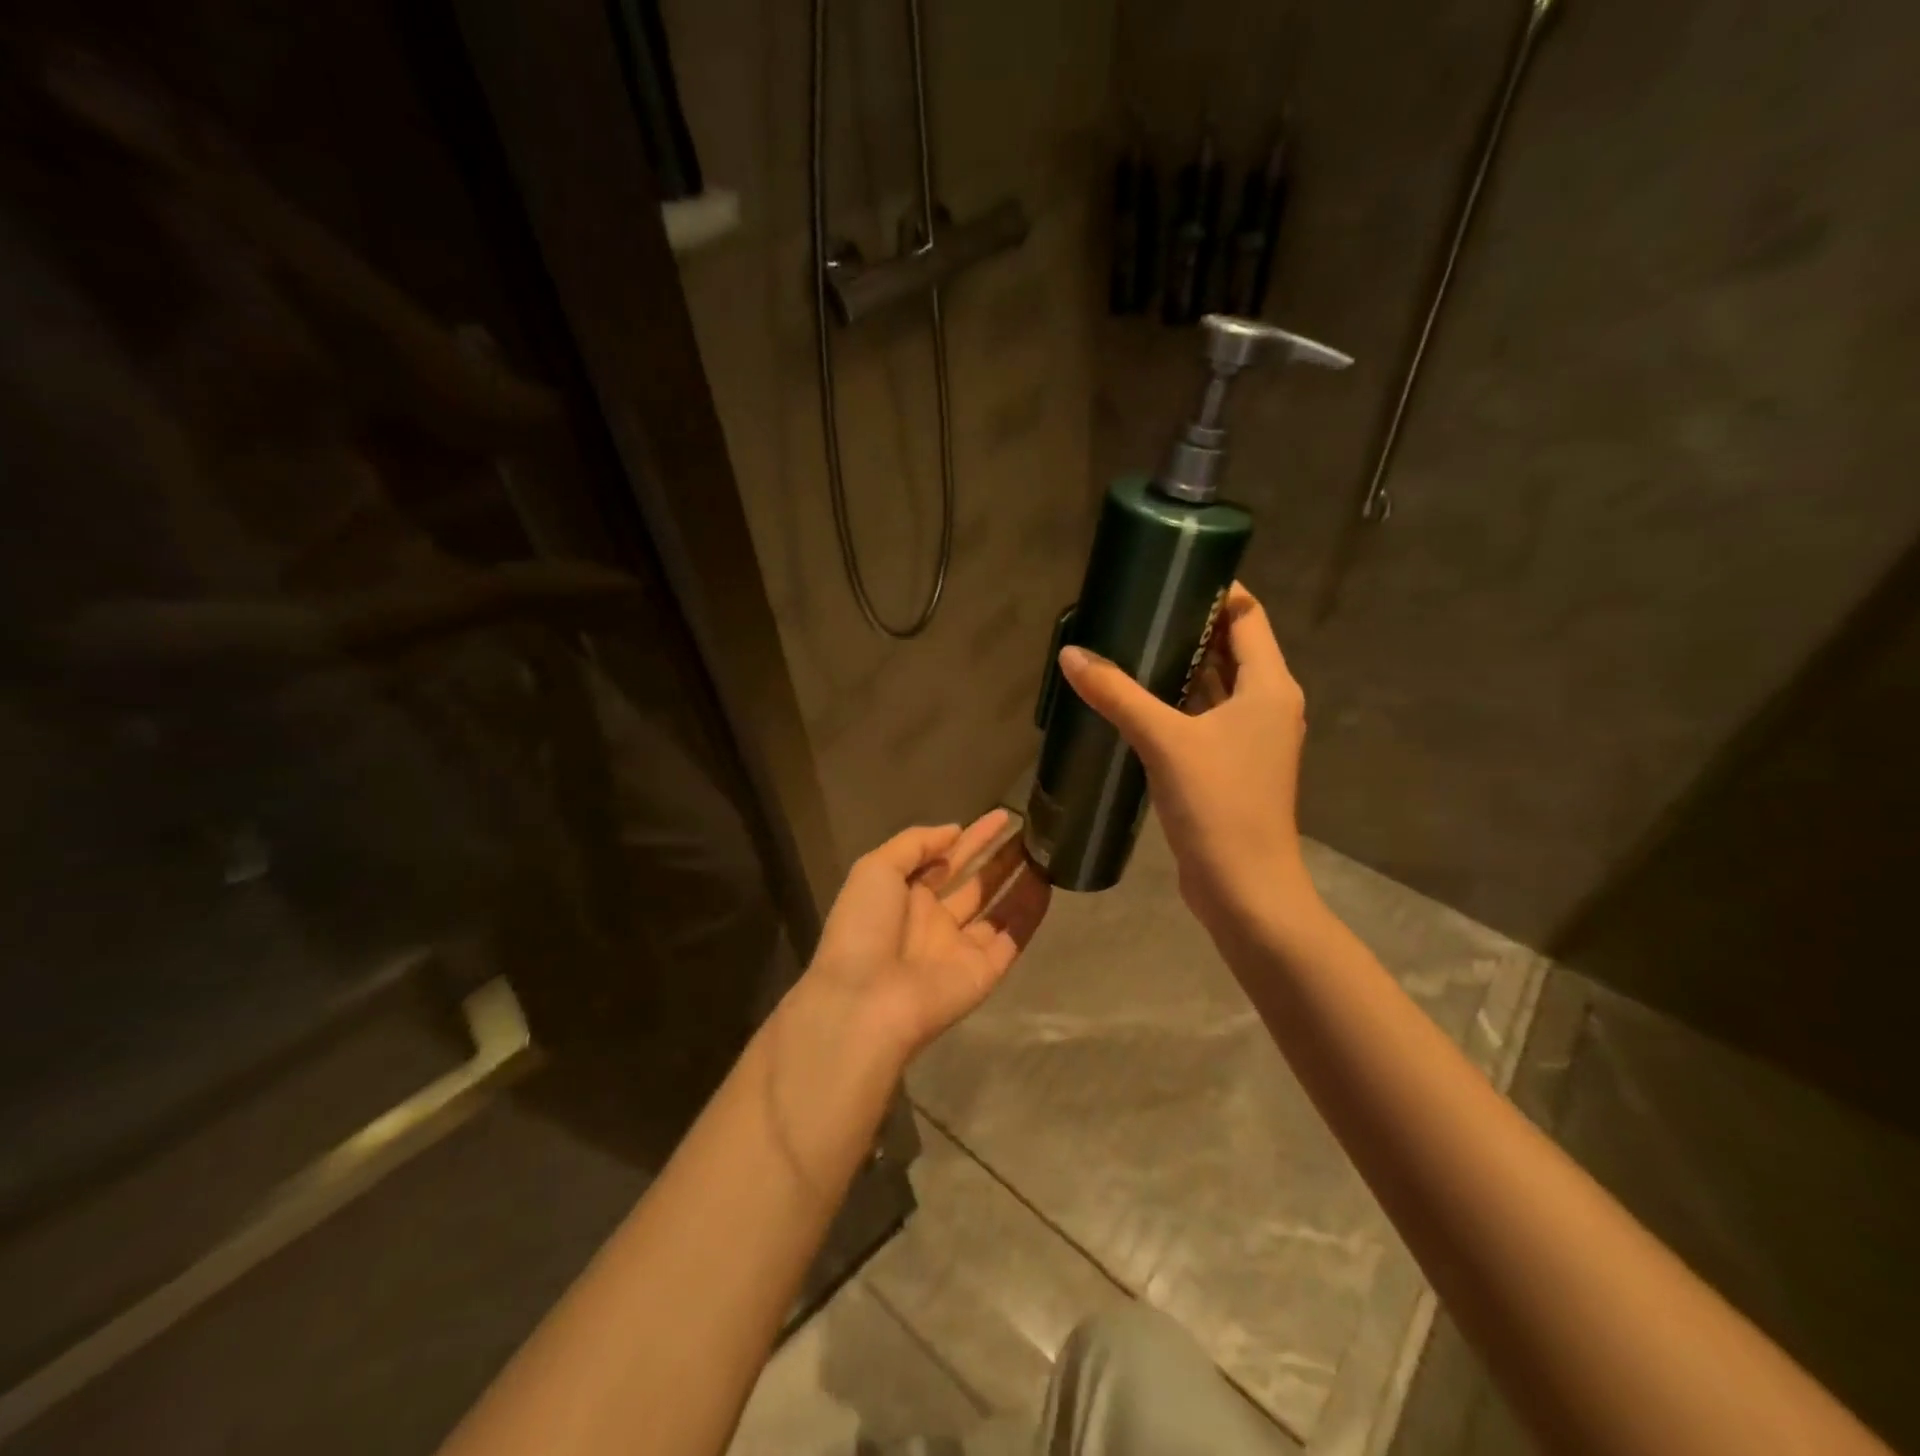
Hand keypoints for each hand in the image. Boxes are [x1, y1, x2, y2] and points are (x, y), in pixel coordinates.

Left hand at [798, 809, 1049, 1066]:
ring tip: (1047, 851)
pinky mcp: (985, 972)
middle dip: (1002, 857)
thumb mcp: (876, 868)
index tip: (1002, 816)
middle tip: (1032, 831)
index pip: (946, 859)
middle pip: (977, 882)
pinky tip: (1048, 884)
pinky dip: (1030, 913)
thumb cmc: (864, 927)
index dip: (974, 838)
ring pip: (999, 908)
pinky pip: (1013, 937)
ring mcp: (961, 947)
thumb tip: (954, 830)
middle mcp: (935, 920)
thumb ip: (915, 844)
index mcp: (905, 896)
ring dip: (1021, 880)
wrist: (866, 1001)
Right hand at [1057, 583, 1317, 935]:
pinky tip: (1135, 701)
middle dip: (1189, 627)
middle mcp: (1267, 706)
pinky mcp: (1229, 768)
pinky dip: (1176, 705)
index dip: (1217, 590)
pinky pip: (1202, 720)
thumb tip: (1071, 654)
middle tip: (1136, 609)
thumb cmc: (1219, 805)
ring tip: (1129, 646)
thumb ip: (1118, 694)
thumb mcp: (1165, 741)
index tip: (1170, 574)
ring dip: (1180, 668)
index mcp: (1269, 687)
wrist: (1244, 889)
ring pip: (1214, 687)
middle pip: (1230, 649)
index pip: (1247, 617)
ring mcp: (1249, 740)